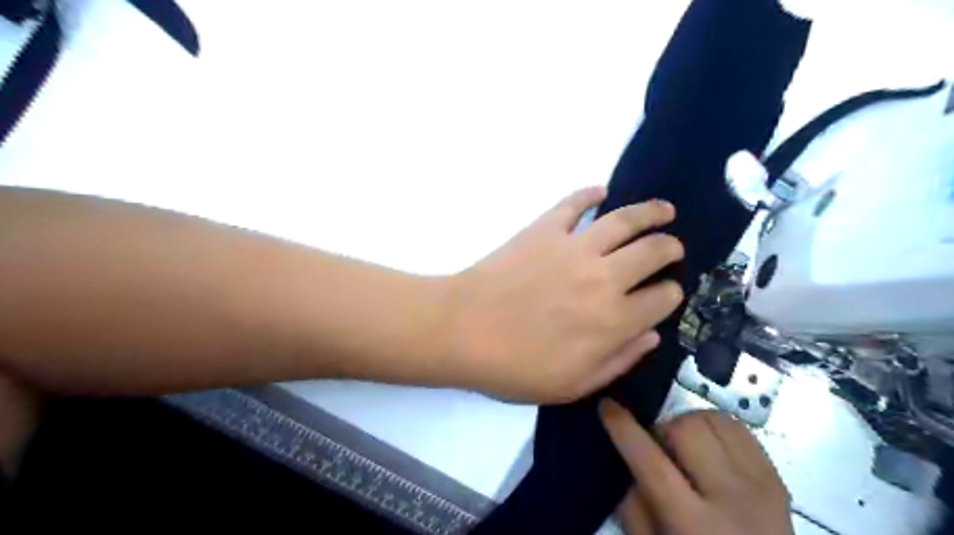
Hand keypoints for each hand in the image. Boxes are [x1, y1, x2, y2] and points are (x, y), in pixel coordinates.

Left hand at [443, 186, 680, 403]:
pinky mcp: (545, 229)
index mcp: (614, 320)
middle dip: (670, 249)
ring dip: (651, 212)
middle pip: (653, 253)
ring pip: (625, 220)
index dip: (670, 294)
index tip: (668, 292)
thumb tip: (652, 335)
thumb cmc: (515, 366)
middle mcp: (604, 277)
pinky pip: (574, 204)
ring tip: (664, 210)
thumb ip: (619, 361)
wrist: (463, 330)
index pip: (662, 299)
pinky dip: (590, 194)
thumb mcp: (572, 385)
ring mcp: (574, 247)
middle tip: (672, 248)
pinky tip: (601, 191)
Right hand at [599, 401, 794, 534]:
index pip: (650, 462)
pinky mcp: (776, 478)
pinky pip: (738, 428)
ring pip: (714, 419)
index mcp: (693, 525)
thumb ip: (632, 508)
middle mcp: (730, 499)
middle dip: (662, 430)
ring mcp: (760, 486)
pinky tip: (709, 450)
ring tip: (686, 450)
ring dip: (689, 426)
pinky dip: (715, 428)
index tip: (607, 406)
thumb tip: (624, 460)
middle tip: (659, 450)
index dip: (623, 428)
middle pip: (686, 430)